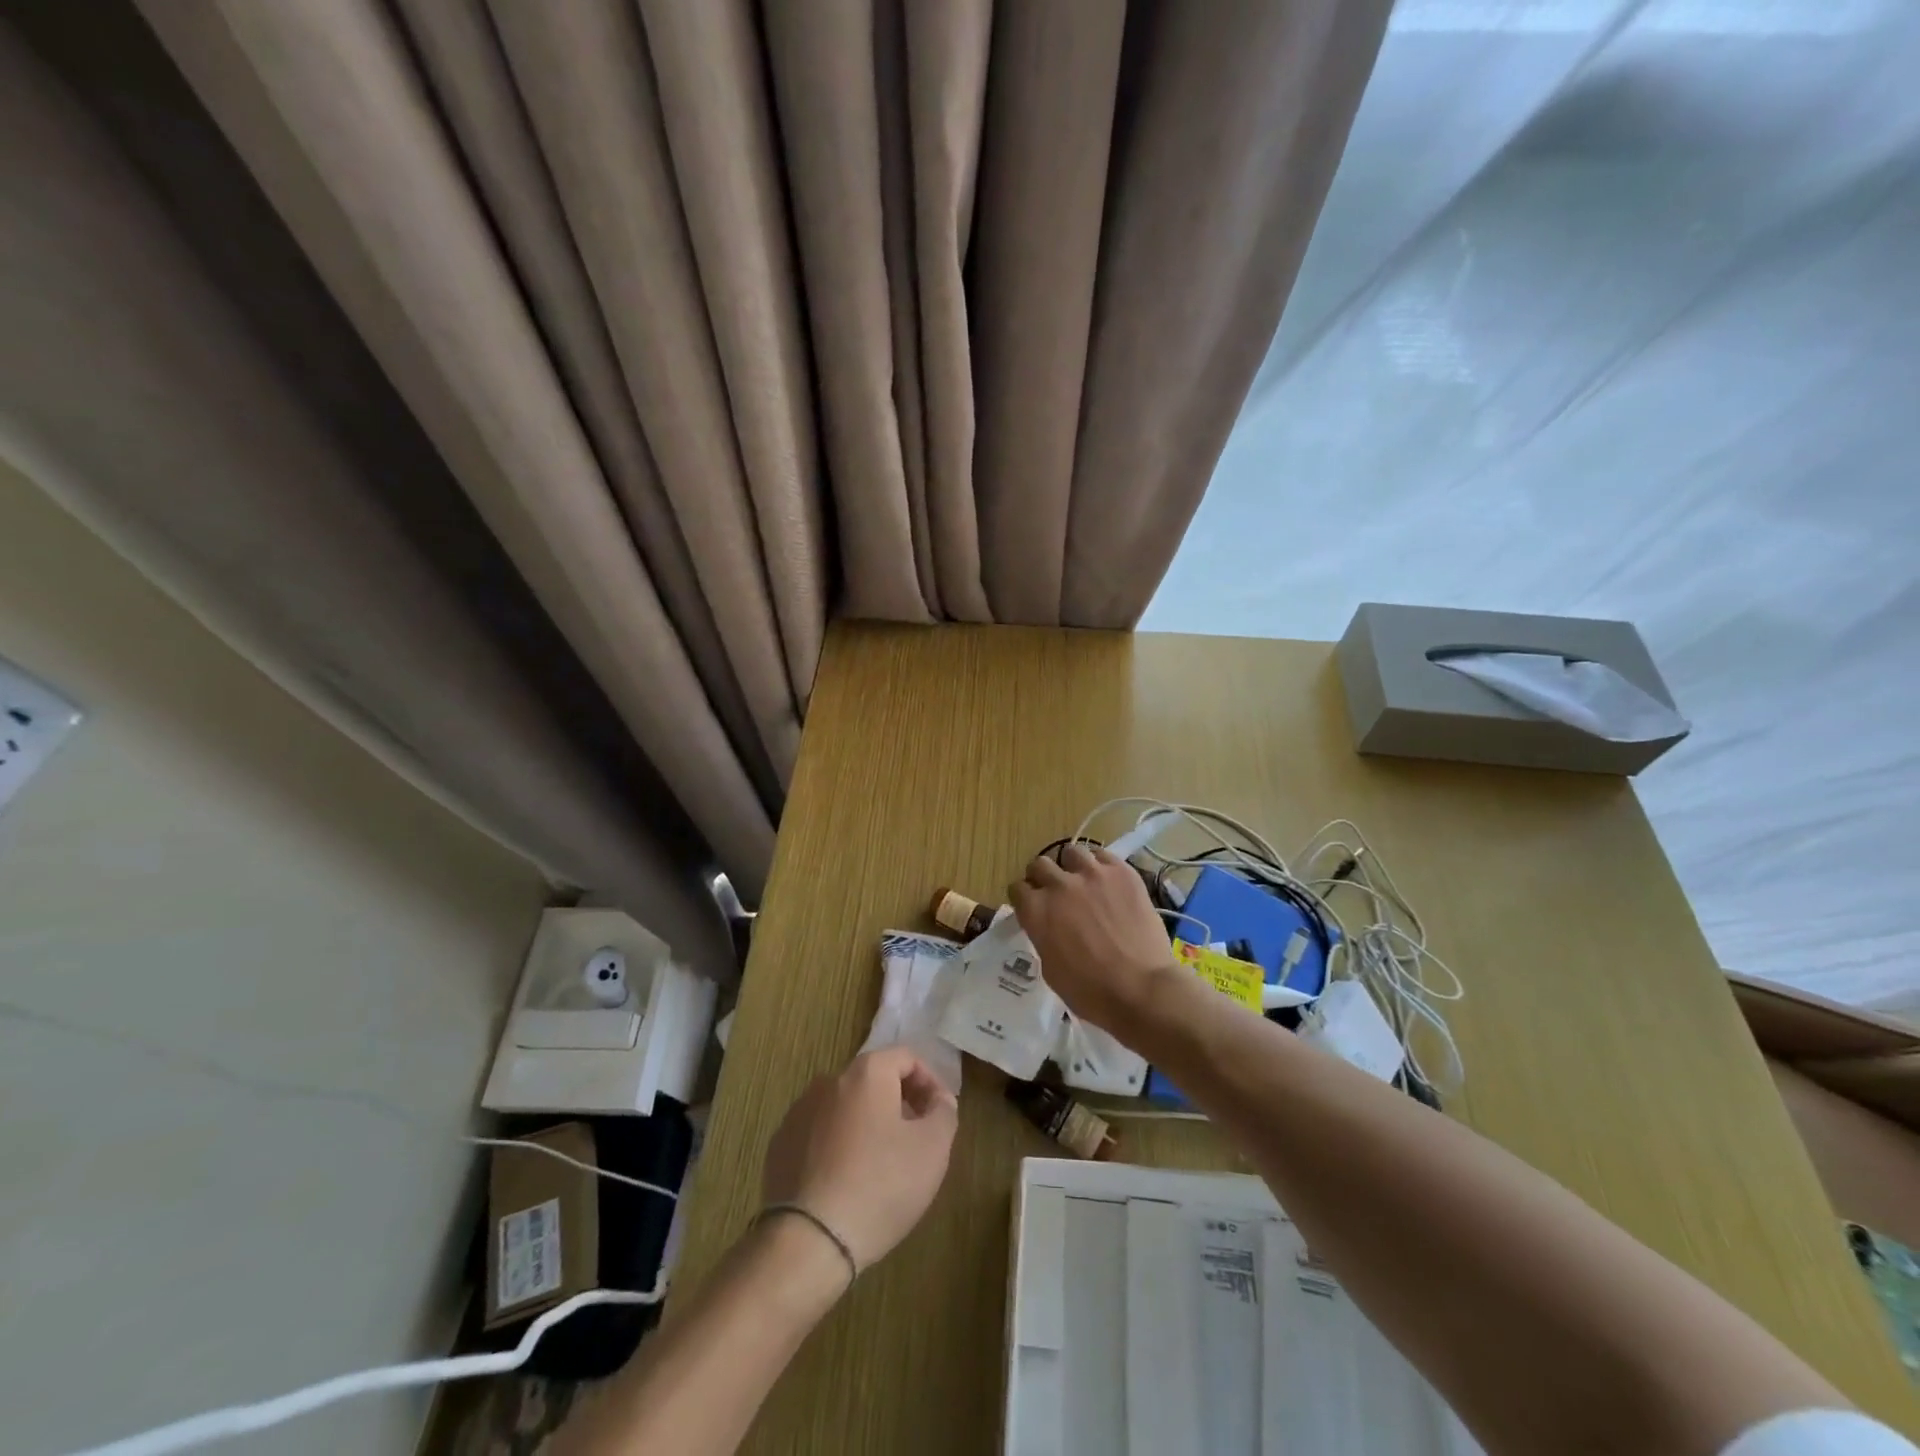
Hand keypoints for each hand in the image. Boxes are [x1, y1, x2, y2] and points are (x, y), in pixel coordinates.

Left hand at [761, 1047, 957, 1270]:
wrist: (807, 1241)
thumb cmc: (880, 1185)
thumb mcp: (933, 1149)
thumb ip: (944, 1111)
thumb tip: (938, 1099)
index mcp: (866, 1073)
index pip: (906, 1058)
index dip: (930, 1082)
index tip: (939, 1115)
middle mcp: (828, 1081)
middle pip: (874, 1080)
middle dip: (899, 1103)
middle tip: (915, 1140)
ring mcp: (798, 1113)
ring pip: (845, 1108)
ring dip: (867, 1124)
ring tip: (880, 1165)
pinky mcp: (779, 1146)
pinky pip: (819, 1134)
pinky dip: (837, 1146)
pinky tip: (846, 1182)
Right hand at [1010, 843, 1179, 1029]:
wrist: (1141, 989)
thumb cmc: (1090, 992)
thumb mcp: (1050, 969)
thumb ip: (1043, 936)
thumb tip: (1048, 926)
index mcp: (1036, 911)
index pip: (1017, 888)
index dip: (1024, 898)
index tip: (1031, 906)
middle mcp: (1059, 885)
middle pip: (1039, 864)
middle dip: (1043, 878)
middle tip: (1055, 893)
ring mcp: (1092, 874)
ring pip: (1071, 852)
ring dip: (1071, 866)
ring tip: (1082, 881)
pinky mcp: (1122, 872)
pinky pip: (1103, 854)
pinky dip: (1099, 864)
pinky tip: (1106, 880)